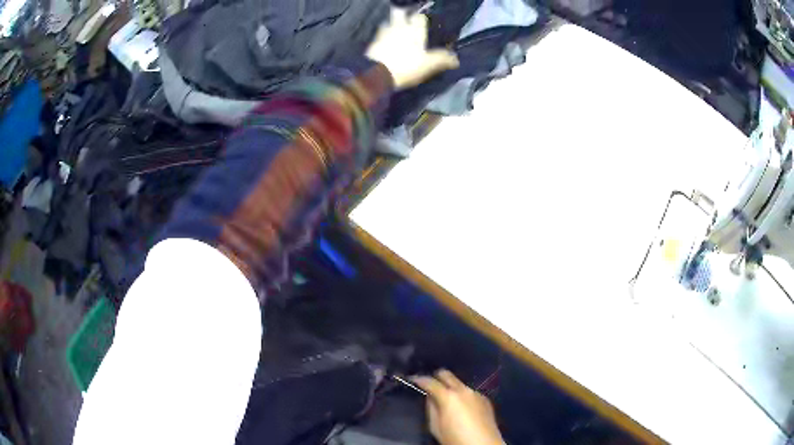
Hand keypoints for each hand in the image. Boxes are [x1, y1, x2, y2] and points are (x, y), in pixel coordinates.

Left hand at [366, 8, 458, 89]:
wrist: (377, 74)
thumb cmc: (406, 66)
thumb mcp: (429, 65)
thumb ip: (442, 59)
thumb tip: (456, 59)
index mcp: (414, 30)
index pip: (419, 17)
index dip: (422, 18)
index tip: (424, 21)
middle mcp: (398, 28)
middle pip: (399, 13)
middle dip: (403, 14)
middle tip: (406, 19)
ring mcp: (383, 34)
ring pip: (387, 23)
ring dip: (391, 25)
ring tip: (395, 31)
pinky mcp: (372, 43)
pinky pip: (378, 36)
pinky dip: (382, 37)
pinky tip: (384, 43)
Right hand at [412, 370, 503, 444]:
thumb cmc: (455, 439)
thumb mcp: (435, 427)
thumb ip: (431, 409)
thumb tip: (430, 397)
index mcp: (448, 397)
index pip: (430, 381)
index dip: (419, 379)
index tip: (413, 379)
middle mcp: (463, 390)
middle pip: (447, 374)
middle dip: (436, 377)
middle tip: (429, 385)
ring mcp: (476, 393)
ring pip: (459, 383)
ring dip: (451, 387)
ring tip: (447, 400)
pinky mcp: (485, 399)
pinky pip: (470, 392)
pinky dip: (462, 395)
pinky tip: (462, 407)